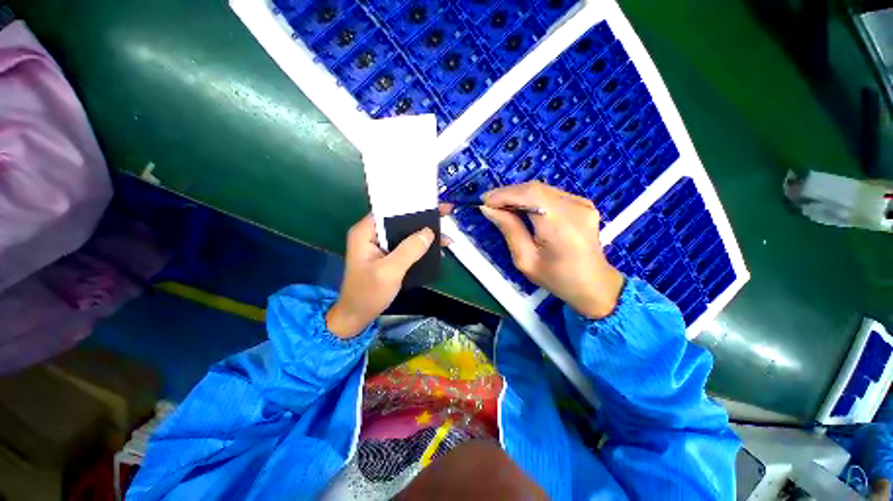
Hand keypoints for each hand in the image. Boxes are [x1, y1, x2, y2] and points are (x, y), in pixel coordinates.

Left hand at [326, 207, 450, 337]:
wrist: (357, 316)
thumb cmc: (368, 293)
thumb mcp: (389, 271)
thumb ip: (409, 250)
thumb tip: (429, 232)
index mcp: (366, 232)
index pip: (390, 209)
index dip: (412, 205)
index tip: (433, 203)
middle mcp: (372, 234)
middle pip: (400, 220)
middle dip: (423, 219)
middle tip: (446, 215)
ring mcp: (380, 245)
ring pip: (405, 233)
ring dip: (425, 234)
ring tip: (446, 237)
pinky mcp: (387, 255)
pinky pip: (406, 245)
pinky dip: (420, 246)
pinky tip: (436, 249)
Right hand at [481, 181, 623, 318]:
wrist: (593, 284)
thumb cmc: (556, 278)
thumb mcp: (525, 260)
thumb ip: (509, 230)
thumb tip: (488, 209)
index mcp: (560, 226)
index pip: (529, 195)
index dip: (504, 194)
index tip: (484, 202)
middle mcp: (575, 208)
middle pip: (535, 188)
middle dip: (508, 194)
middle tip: (490, 204)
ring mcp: (582, 203)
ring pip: (542, 189)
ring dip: (519, 195)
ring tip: (502, 206)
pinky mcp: (583, 203)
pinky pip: (551, 194)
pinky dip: (532, 198)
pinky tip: (522, 208)